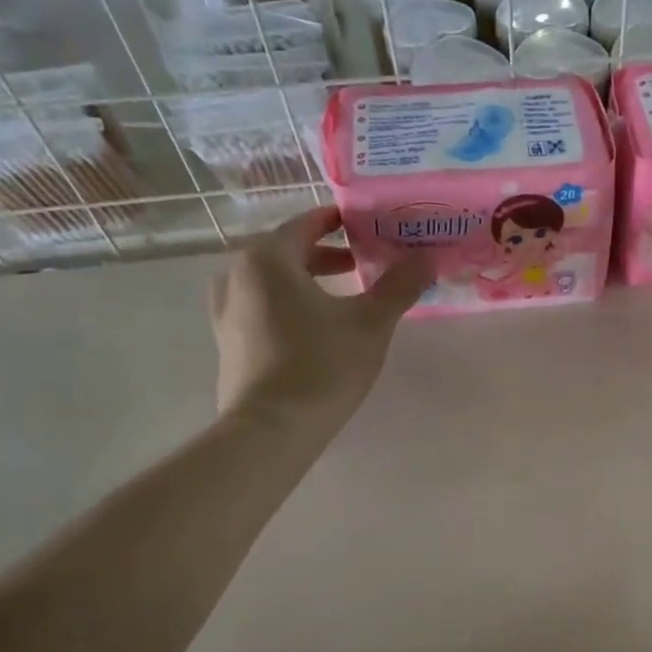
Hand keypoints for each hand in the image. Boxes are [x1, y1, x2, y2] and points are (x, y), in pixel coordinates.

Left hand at [209, 206, 431, 429]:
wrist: (272, 430)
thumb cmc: (322, 365)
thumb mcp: (371, 322)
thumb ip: (398, 286)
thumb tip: (424, 258)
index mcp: (267, 259)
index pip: (305, 224)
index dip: (338, 222)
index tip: (367, 226)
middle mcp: (237, 276)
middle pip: (286, 252)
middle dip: (327, 255)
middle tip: (363, 263)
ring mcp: (227, 312)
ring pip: (272, 282)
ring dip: (307, 281)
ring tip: (342, 296)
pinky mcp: (228, 343)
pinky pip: (261, 308)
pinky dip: (289, 306)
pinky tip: (315, 328)